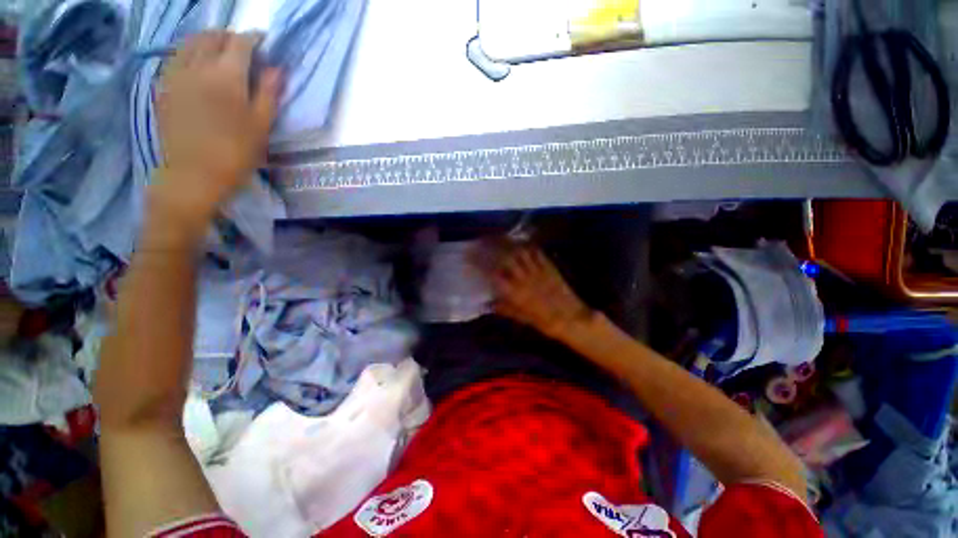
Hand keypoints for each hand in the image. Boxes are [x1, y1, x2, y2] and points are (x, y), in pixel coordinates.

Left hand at [154, 31, 281, 219]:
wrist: (194, 174)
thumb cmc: (236, 152)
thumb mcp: (261, 125)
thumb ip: (268, 93)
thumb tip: (277, 68)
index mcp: (226, 75)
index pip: (241, 43)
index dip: (254, 38)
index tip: (264, 40)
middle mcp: (198, 66)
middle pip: (212, 36)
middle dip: (229, 36)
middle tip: (243, 47)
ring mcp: (176, 74)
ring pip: (190, 42)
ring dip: (207, 40)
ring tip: (219, 51)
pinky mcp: (164, 87)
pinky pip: (176, 57)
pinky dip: (189, 52)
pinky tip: (197, 64)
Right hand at [491, 245, 593, 340]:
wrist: (571, 318)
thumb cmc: (545, 322)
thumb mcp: (522, 318)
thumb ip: (505, 309)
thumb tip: (488, 305)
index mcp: (515, 293)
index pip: (494, 275)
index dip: (482, 265)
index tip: (474, 259)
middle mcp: (524, 279)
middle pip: (506, 258)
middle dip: (494, 249)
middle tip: (485, 243)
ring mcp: (537, 271)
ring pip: (520, 252)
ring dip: (510, 245)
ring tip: (502, 240)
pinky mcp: (549, 267)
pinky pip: (537, 253)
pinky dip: (528, 246)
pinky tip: (522, 244)